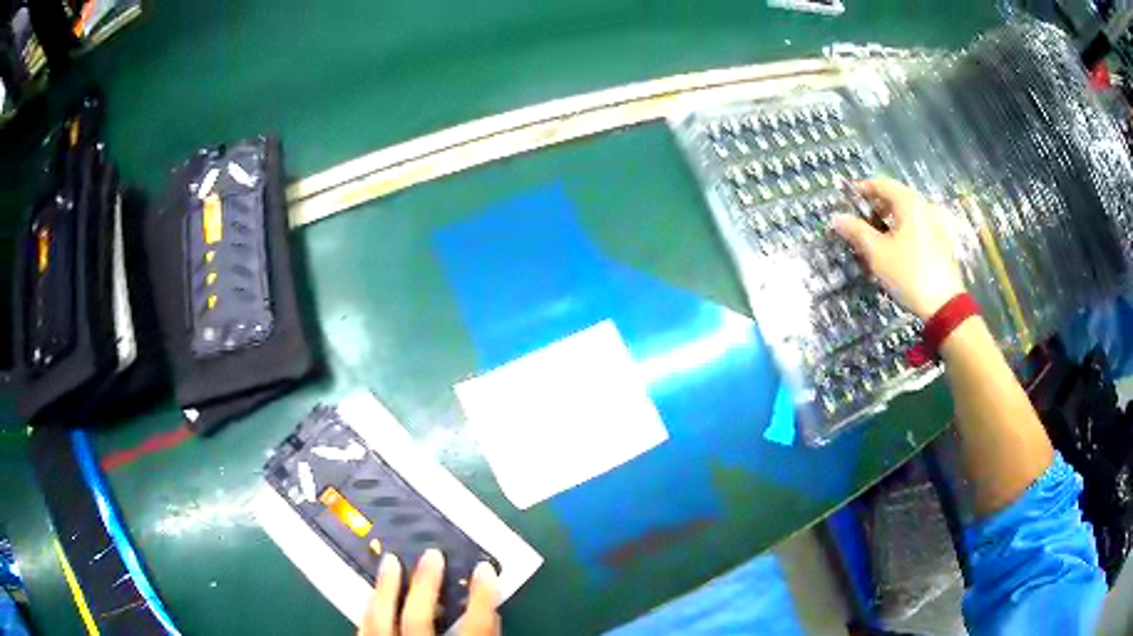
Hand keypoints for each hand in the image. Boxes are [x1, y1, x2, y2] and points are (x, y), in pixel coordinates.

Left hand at [359, 549, 499, 635]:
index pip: (476, 627)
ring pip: (381, 620)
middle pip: (419, 618)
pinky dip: (369, 610)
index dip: (483, 597)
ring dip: (386, 589)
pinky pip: (364, 630)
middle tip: (432, 554)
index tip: (485, 568)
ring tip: (390, 560)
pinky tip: (372, 594)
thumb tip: (491, 612)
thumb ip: (483, 635)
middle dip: (425, 585)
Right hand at [832, 178, 965, 319]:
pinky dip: (903, 230)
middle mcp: (924, 207)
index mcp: (909, 203)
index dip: (862, 188)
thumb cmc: (909, 274)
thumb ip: (856, 231)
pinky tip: (895, 249)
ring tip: (876, 237)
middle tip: (860, 219)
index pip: (881, 184)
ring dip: (889, 220)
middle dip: (876, 206)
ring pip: (907, 214)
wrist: (945, 305)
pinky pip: (917, 226)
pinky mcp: (941, 242)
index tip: (848, 197)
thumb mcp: (877, 253)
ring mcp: (936, 224)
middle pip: (896, 197)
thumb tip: (836, 218)